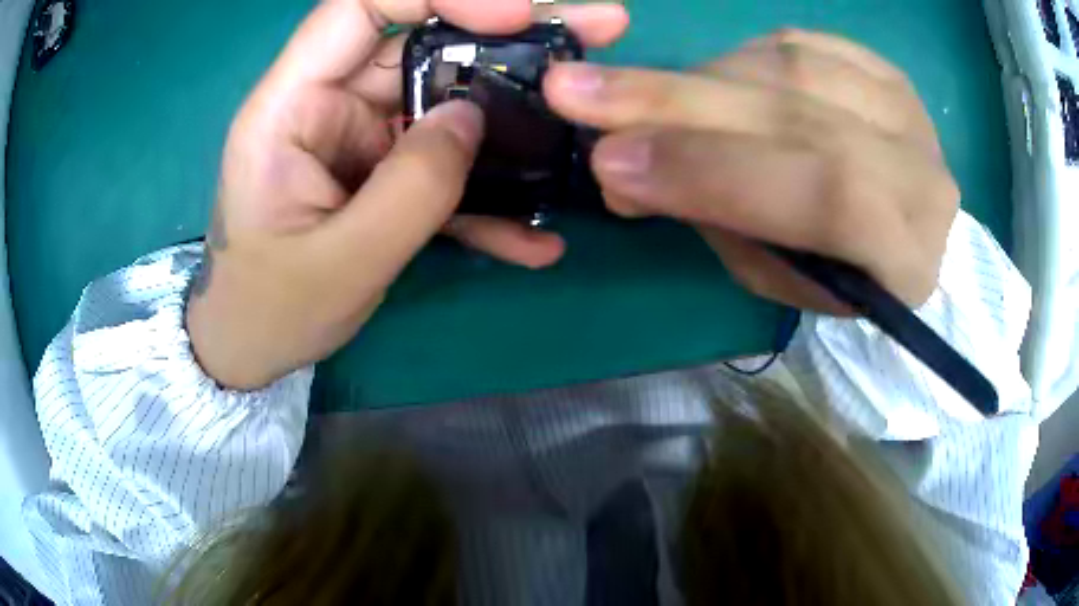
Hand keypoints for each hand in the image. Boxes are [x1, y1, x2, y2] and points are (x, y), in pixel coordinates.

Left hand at [187, 0, 628, 389]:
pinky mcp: (382, 171)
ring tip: (586, 114)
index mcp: (290, 106)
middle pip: (421, 41)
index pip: (360, 8)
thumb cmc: (271, 310)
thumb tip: (474, 117)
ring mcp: (359, 137)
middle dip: (509, 34)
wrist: (252, 345)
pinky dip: (486, 194)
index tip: (515, 16)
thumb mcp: (340, 262)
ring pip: (444, 98)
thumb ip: (411, 188)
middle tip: (597, 28)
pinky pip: (441, 162)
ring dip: (515, 111)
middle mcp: (327, 104)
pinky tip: (533, 236)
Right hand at [545, 30, 958, 313]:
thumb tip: (622, 166)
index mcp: (908, 256)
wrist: (896, 225)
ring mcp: (907, 109)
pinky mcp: (885, 69)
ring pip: (791, 67)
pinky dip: (737, 58)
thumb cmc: (833, 271)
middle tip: (575, 94)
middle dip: (678, 104)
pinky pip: (796, 41)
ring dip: (699, 80)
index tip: (613, 163)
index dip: (716, 170)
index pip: (826, 197)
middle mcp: (921, 173)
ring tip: (644, 102)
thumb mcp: (776, 273)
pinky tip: (714, 84)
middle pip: (802, 115)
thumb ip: (714, 220)